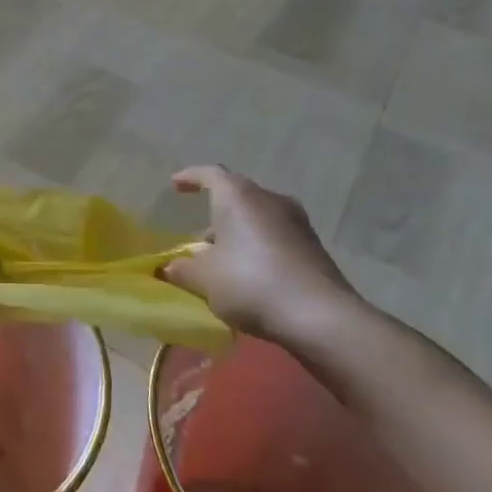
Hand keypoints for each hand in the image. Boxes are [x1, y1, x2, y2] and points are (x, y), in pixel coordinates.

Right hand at [160, 166, 364, 347]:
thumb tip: (170, 266)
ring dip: (238, 233)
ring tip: (223, 261)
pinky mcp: (314, 248)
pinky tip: (251, 275)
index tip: (175, 186)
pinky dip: (259, 248)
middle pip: (236, 196)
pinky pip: (276, 237)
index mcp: (238, 196)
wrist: (321, 317)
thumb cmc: (251, 283)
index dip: (190, 178)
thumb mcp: (204, 279)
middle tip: (199, 238)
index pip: (210, 174)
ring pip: (258, 218)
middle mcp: (269, 200)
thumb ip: (182, 269)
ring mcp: (297, 223)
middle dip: (216, 213)